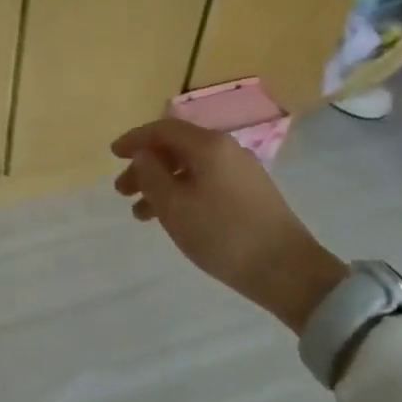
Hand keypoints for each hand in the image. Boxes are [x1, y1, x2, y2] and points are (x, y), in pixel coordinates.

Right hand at [112, 118, 347, 332]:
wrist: (288, 272)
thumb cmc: (223, 235)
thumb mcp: (175, 207)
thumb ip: (151, 175)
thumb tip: (143, 155)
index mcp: (208, 145)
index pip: (162, 129)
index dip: (134, 139)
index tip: (113, 155)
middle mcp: (226, 149)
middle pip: (176, 148)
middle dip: (146, 166)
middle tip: (122, 191)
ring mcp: (242, 171)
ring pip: (191, 168)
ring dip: (162, 184)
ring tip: (141, 214)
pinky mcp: (251, 193)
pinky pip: (206, 181)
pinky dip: (183, 193)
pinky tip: (174, 218)